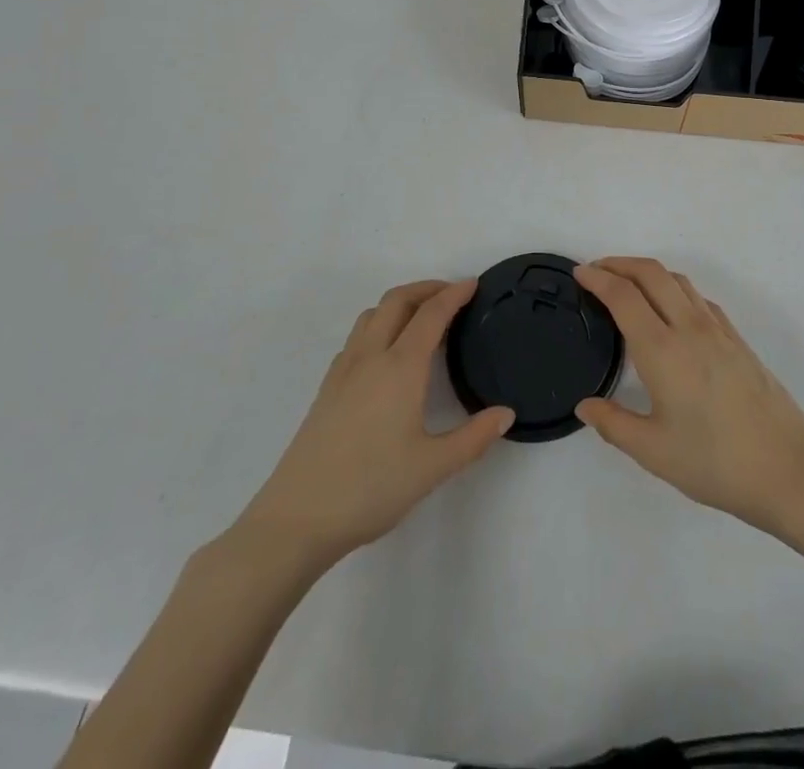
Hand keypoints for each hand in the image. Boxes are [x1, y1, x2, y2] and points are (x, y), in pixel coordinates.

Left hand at [238, 280, 512, 565]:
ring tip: (422, 319)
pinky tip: (387, 355)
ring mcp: (343, 371)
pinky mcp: (327, 389)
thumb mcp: (433, 468)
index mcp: (400, 367)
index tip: (473, 284)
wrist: (297, 519)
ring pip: (372, 315)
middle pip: (397, 301)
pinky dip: (379, 325)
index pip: (431, 314)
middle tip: (452, 294)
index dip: (454, 294)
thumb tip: (506, 414)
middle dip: (426, 288)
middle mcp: (370, 357)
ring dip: (400, 304)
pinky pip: (356, 338)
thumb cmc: (371, 488)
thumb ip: (474, 438)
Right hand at [574, 257, 803, 533]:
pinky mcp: (738, 340)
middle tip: (597, 270)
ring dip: (648, 272)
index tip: (579, 274)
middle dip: (620, 263)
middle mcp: (689, 328)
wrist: (789, 469)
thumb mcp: (654, 452)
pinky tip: (672, 311)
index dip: (598, 279)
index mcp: (662, 350)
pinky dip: (675, 289)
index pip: (623, 296)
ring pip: (678, 280)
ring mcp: (718, 330)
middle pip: (651, 274)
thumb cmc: (716, 462)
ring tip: (629, 284)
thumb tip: (585, 405)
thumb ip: (613, 424)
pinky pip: (699, 298)